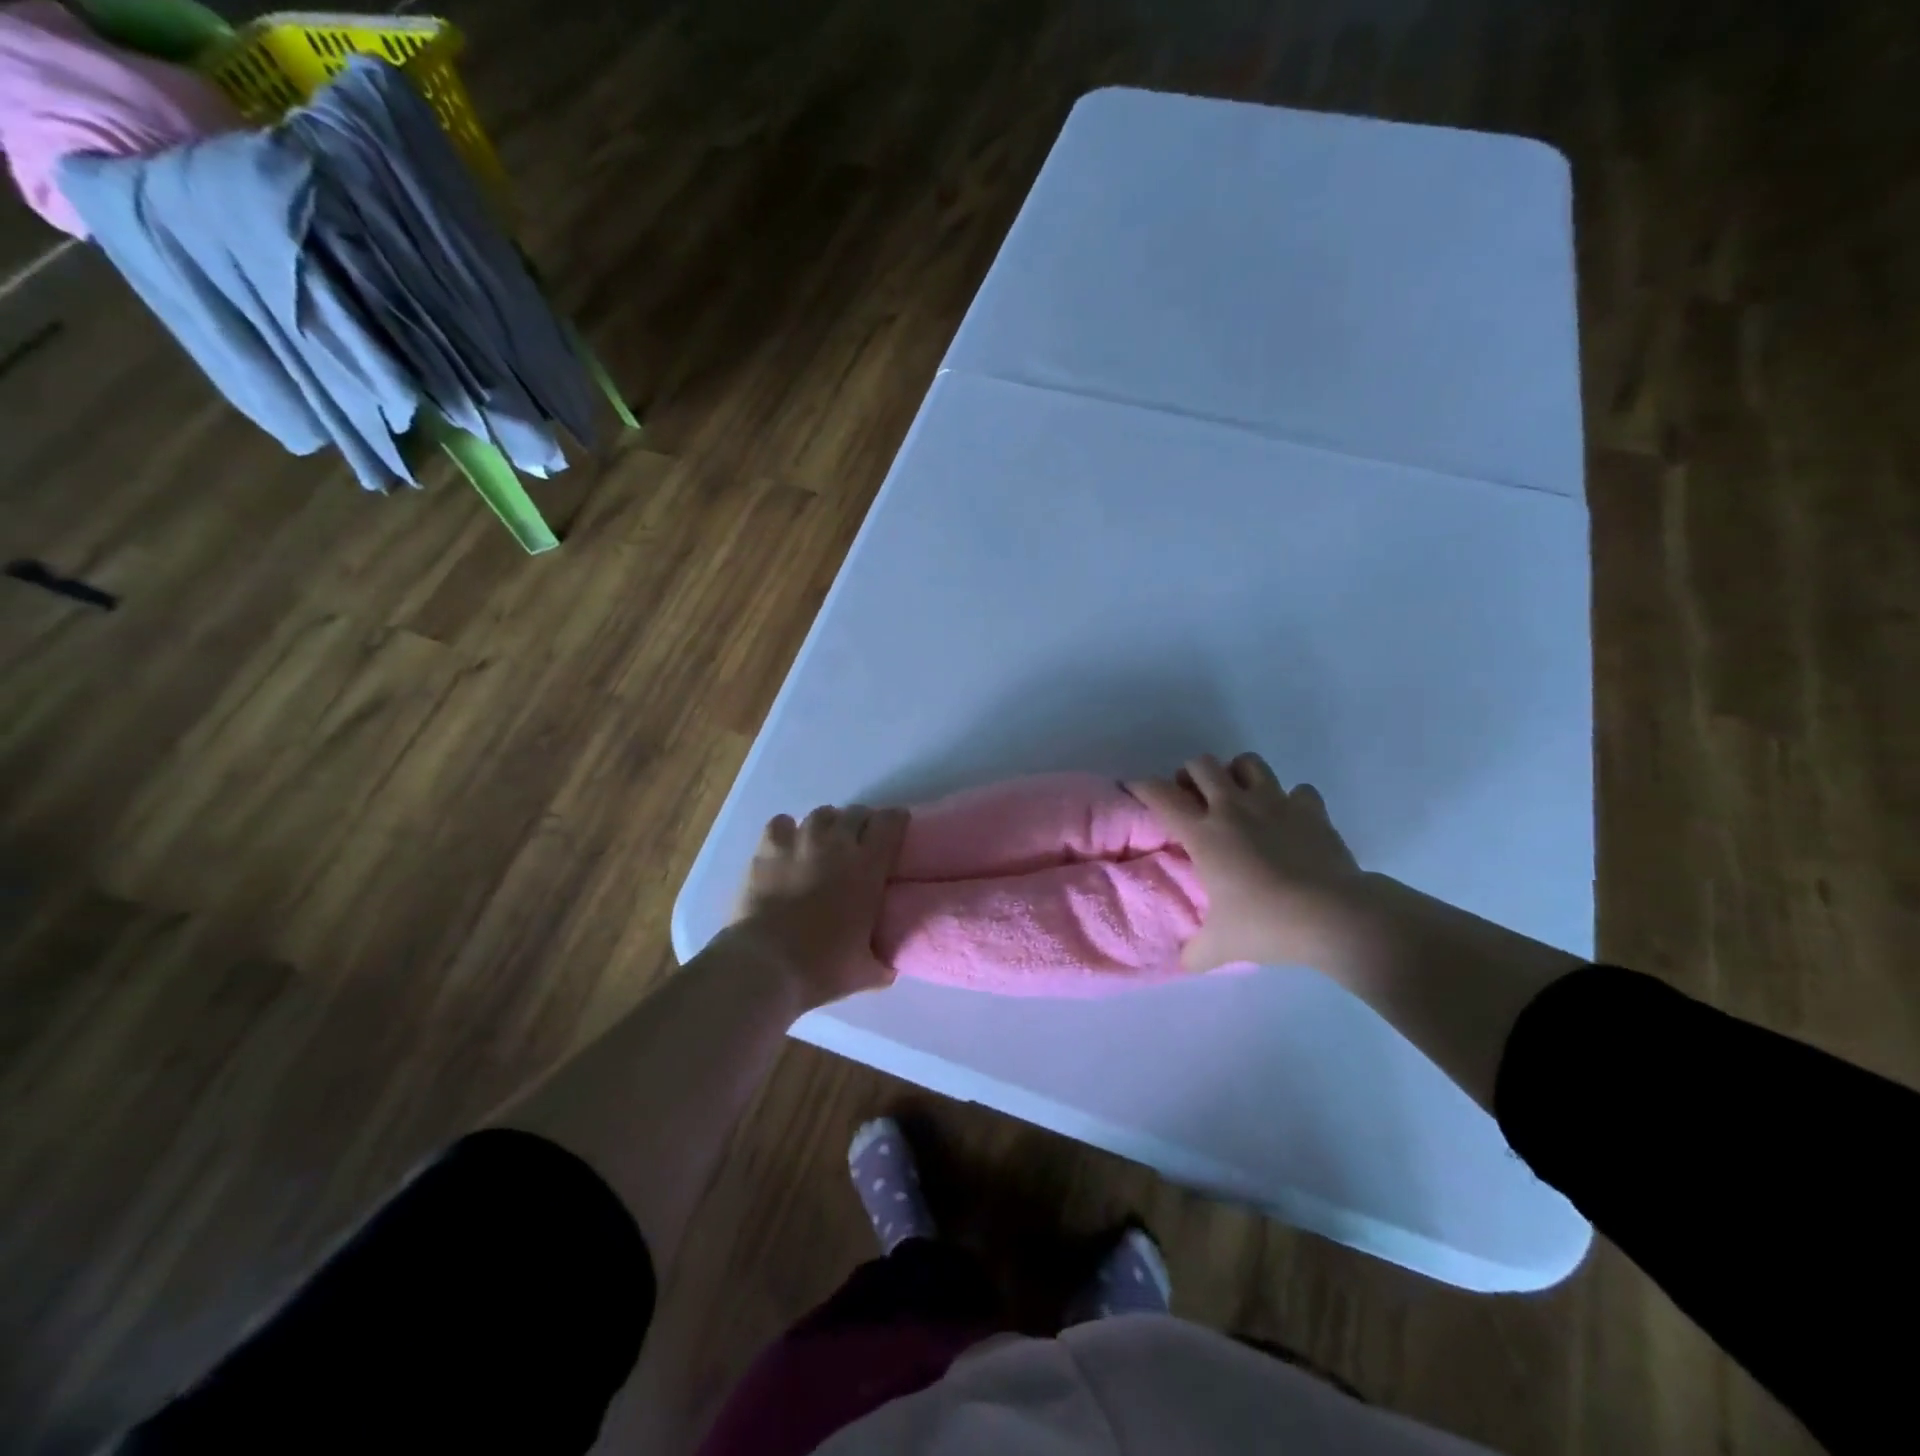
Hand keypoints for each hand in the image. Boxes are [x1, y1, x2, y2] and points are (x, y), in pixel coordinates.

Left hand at [731, 803, 909, 1009]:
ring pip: (822, 814)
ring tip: (824, 843)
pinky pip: (782, 822)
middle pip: (856, 812)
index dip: (896, 822)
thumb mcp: (866, 972)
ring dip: (828, 825)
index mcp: (868, 867)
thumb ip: (882, 963)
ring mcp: (800, 842)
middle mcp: (837, 844)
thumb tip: (890, 968)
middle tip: (860, 844)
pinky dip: (788, 830)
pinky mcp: (767, 849)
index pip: (890, 822)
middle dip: (862, 824)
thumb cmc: (821, 967)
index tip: (895, 833)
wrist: (765, 966)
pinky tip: (787, 846)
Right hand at [1128, 752, 1361, 972]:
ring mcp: (1275, 802)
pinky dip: (1290, 800)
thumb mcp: (1221, 946)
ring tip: (1237, 798)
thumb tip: (1182, 963)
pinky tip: (1289, 821)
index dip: (1142, 786)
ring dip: (1237, 773)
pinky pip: (1297, 790)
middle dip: (1190, 774)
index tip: (1134, 788)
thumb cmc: (1267, 924)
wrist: (1335, 916)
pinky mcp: (1311, 809)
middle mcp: (1234, 807)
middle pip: (1202, 765)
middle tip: (1193, 799)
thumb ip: (1196, 952)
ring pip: (1248, 762)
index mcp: (1204, 833)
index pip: (1161, 795)